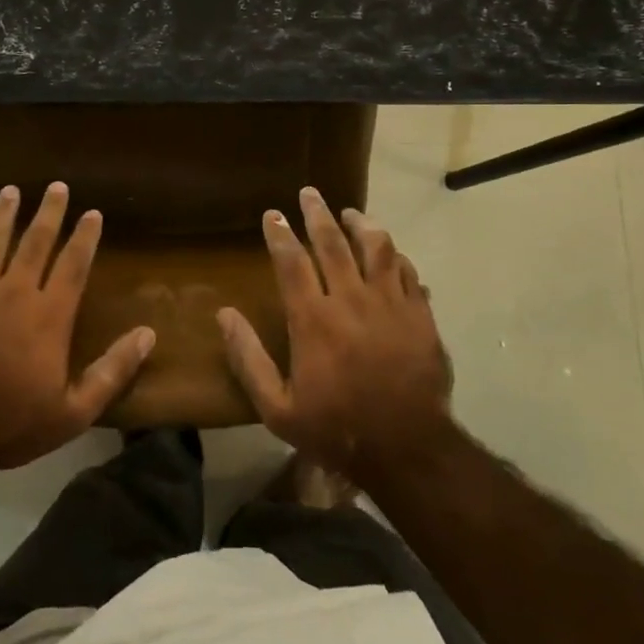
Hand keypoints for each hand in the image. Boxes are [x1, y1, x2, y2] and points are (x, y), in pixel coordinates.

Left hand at [0, 183, 154, 478]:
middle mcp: (13, 292)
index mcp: (49, 315)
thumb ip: (113, 370)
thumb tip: (148, 334)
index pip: (73, 264)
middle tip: (56, 186)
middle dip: (49, 212)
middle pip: (34, 242)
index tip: (92, 212)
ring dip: (2, 215)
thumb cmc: (10, 426)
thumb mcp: (74, 412)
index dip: (85, 236)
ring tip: (10, 191)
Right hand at [219, 187, 453, 482]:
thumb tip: (224, 315)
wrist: (408, 450)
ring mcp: (390, 303)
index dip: (279, 233)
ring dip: (361, 224)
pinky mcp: (419, 314)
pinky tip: (388, 252)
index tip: (273, 213)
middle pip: (332, 242)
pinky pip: (406, 270)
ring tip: (350, 213)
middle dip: (317, 213)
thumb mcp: (277, 408)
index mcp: (313, 319)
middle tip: (309, 193)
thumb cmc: (336, 429)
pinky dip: (394, 255)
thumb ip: (248, 359)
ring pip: (376, 246)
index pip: (291, 261)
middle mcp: (351, 299)